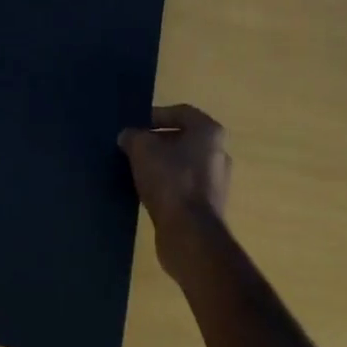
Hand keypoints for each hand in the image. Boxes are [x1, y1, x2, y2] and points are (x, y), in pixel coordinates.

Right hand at [118, 105, 230, 279]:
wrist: (190, 234)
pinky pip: (184, 187)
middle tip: (133, 147)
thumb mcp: (142, 149)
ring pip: (183, 165)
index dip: (156, 115)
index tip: (136, 126)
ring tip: (136, 170)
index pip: (181, 112)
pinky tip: (147, 192)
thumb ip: (133, 136)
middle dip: (157, 142)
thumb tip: (128, 136)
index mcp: (209, 132)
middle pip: (183, 139)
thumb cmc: (170, 180)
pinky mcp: (208, 207)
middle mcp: (219, 153)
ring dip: (161, 165)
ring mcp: (216, 182)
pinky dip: (167, 186)